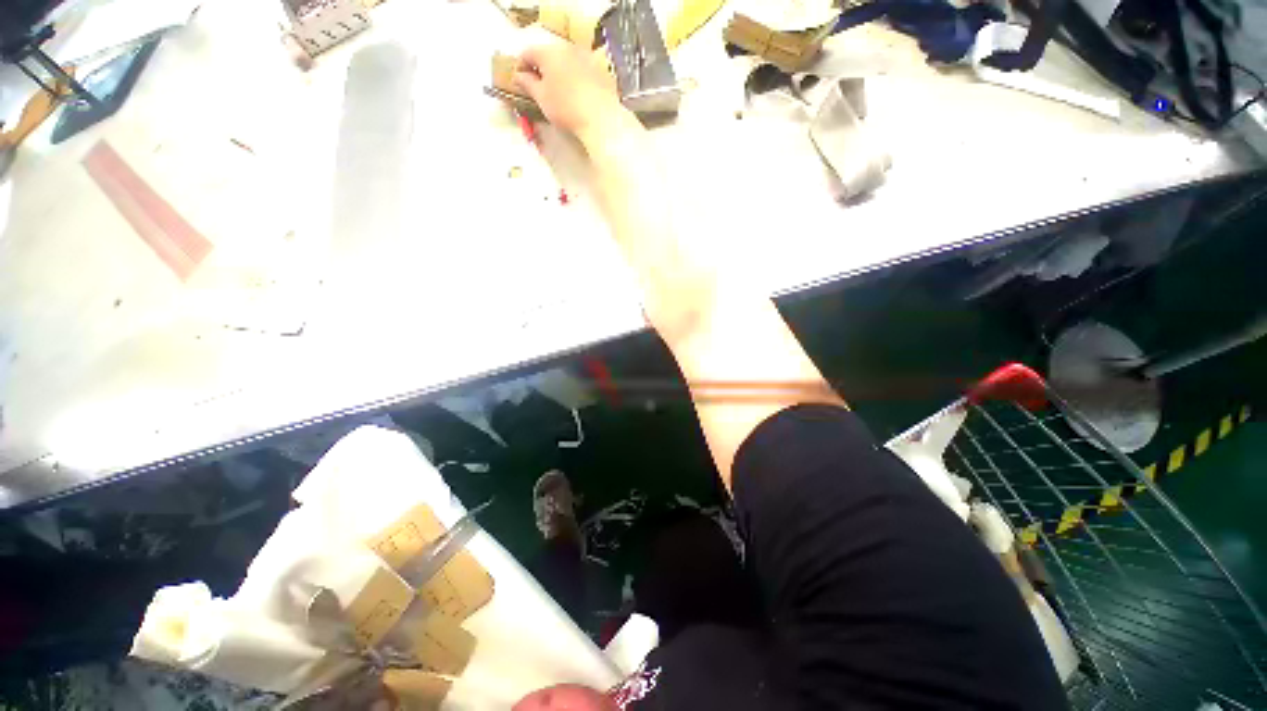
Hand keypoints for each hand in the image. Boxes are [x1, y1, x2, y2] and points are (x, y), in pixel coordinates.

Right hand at [514, 41, 633, 146]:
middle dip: (543, 68)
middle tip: (541, 87)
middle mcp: (568, 48)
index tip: (521, 81)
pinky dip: (578, 78)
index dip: (521, 66)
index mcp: (549, 52)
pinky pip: (584, 70)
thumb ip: (528, 83)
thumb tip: (519, 75)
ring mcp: (587, 57)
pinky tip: (579, 95)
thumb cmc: (566, 108)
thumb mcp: (541, 98)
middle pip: (550, 54)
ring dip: (561, 72)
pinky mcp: (602, 69)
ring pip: (568, 61)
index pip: (528, 52)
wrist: (601, 119)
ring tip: (561, 92)